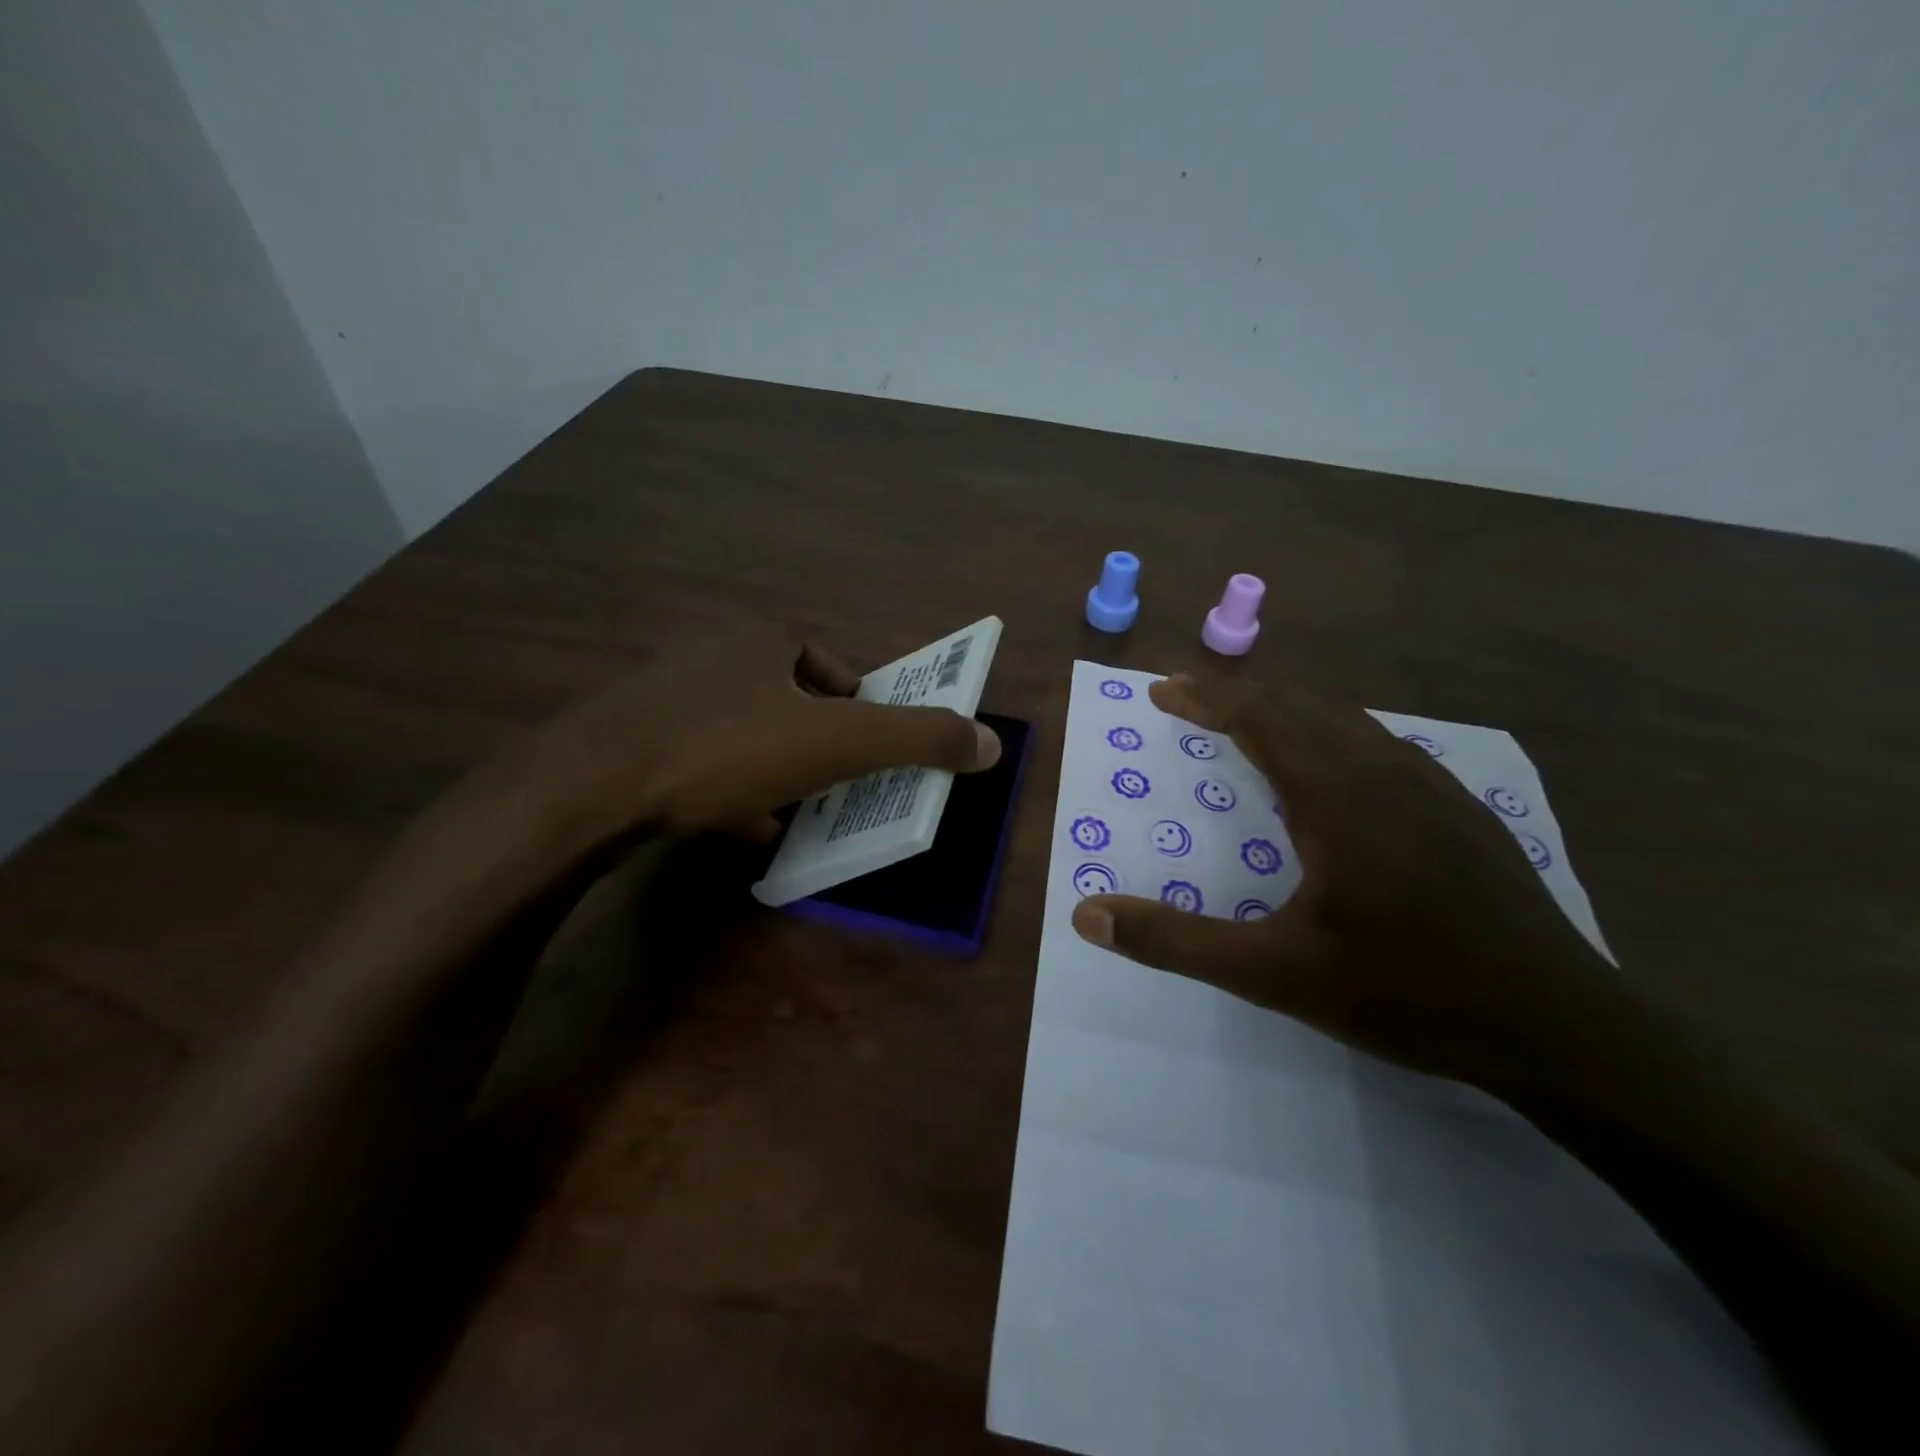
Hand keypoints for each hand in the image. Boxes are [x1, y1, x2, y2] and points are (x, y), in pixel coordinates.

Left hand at [504, 624, 999, 847]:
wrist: (593, 786)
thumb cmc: (729, 749)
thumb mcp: (840, 743)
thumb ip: (920, 739)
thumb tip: (993, 743)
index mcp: (765, 640)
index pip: (835, 670)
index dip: (860, 711)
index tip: (868, 756)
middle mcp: (715, 654)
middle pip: (790, 701)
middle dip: (818, 745)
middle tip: (835, 789)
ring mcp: (668, 695)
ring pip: (745, 732)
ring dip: (775, 770)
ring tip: (791, 813)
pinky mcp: (633, 737)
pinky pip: (701, 759)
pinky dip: (728, 789)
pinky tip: (737, 825)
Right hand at [1071, 673, 1618, 1091]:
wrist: (1561, 1030)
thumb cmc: (1406, 994)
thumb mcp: (1273, 975)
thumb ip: (1176, 942)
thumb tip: (1087, 914)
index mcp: (1336, 797)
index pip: (1260, 719)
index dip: (1206, 699)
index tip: (1163, 689)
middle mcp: (1384, 773)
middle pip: (1301, 707)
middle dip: (1239, 695)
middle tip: (1193, 697)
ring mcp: (1435, 789)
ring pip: (1348, 721)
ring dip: (1290, 710)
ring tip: (1253, 719)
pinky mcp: (1464, 813)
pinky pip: (1385, 746)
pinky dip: (1338, 734)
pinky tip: (1340, 766)